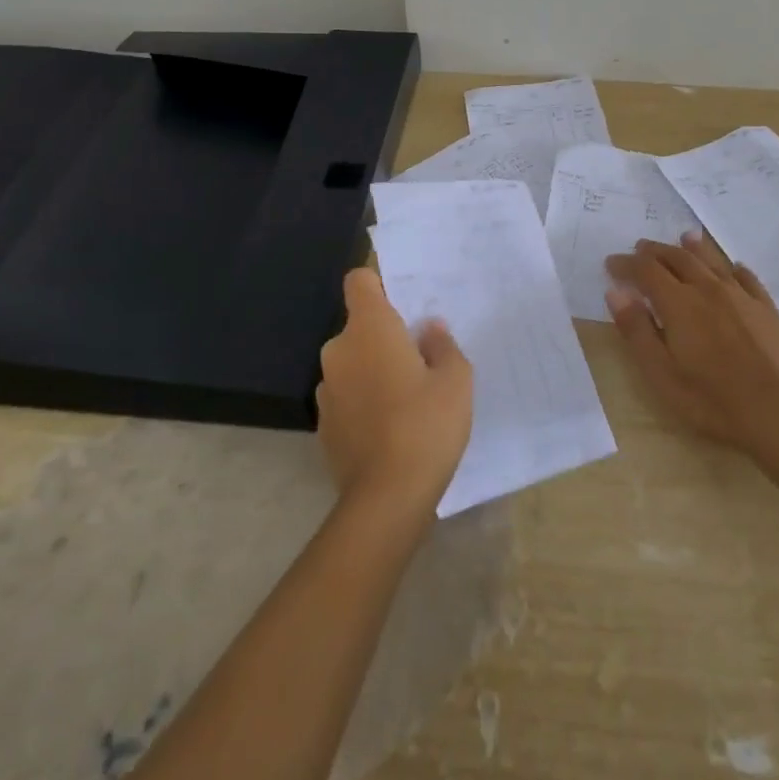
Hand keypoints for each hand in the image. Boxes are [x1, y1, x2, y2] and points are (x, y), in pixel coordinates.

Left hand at [316, 268, 473, 514]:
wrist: (387, 498)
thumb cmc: (426, 424)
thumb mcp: (455, 379)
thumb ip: (442, 345)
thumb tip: (429, 330)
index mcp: (369, 328)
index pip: (359, 281)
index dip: (379, 285)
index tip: (403, 306)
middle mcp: (339, 350)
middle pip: (359, 326)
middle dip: (384, 337)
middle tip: (419, 362)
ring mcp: (326, 389)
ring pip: (352, 363)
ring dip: (372, 371)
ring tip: (406, 401)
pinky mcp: (323, 425)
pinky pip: (346, 396)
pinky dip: (363, 402)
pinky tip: (389, 430)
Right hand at [605, 231, 778, 443]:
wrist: (778, 410)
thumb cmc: (710, 398)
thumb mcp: (660, 372)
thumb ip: (637, 330)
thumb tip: (616, 292)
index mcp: (678, 303)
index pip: (646, 270)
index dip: (626, 264)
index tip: (611, 263)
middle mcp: (708, 289)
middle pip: (678, 258)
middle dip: (656, 251)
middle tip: (641, 248)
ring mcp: (741, 297)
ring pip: (713, 261)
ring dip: (695, 248)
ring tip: (685, 238)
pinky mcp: (767, 310)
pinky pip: (748, 279)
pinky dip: (734, 269)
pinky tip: (734, 268)